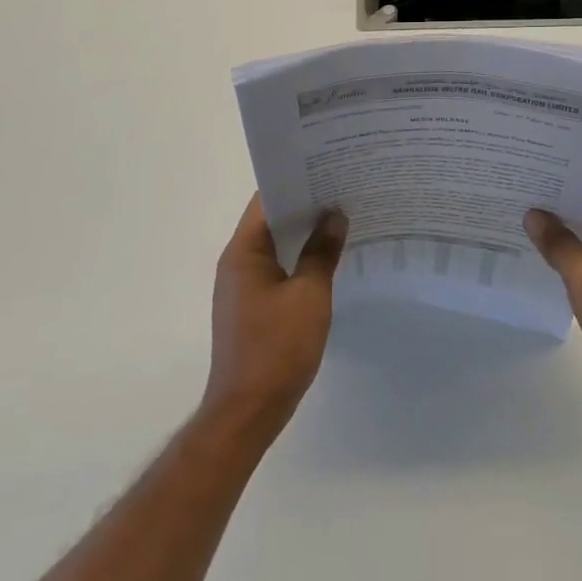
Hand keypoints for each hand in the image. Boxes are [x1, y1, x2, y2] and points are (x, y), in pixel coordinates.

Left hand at [204, 195, 346, 434]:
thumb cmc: (277, 348)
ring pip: (275, 246)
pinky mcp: (251, 307)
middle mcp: (237, 262)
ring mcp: (242, 286)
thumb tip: (335, 215)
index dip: (297, 181)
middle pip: (271, 220)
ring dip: (304, 233)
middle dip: (306, 205)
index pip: (267, 199)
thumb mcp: (309, 295)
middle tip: (344, 189)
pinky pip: (277, 269)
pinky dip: (299, 258)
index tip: (329, 168)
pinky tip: (328, 259)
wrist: (247, 412)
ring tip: (342, 218)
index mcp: (244, 252)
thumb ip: (322, 252)